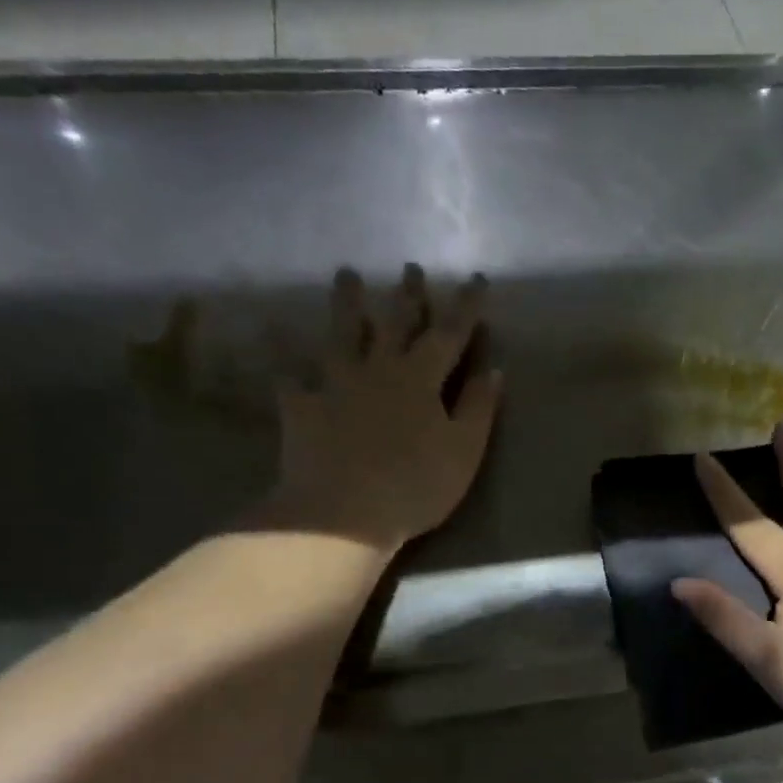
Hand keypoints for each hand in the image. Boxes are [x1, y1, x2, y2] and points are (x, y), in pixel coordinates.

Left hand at [258, 264, 501, 551]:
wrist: (342, 514)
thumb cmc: (415, 486)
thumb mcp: (463, 451)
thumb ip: (478, 408)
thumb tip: (493, 369)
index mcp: (420, 378)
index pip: (449, 333)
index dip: (465, 306)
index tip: (475, 279)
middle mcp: (377, 369)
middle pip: (393, 323)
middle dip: (407, 295)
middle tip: (410, 267)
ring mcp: (335, 385)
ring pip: (341, 335)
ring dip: (346, 305)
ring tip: (346, 276)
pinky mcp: (302, 408)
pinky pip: (295, 383)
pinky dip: (293, 371)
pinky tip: (289, 366)